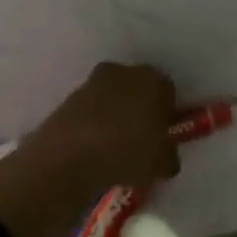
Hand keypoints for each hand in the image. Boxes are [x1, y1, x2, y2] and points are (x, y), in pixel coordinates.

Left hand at [0, 63, 178, 236]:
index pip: (168, 92)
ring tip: (115, 147)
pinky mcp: (69, 96)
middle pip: (139, 89)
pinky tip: (94, 148)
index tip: (163, 136)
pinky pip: (91, 110)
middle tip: (141, 140)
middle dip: (140, 110)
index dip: (167, 114)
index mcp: (154, 80)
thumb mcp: (161, 164)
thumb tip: (165, 158)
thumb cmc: (127, 154)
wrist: (68, 157)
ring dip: (116, 116)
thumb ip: (168, 157)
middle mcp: (125, 72)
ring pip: (113, 98)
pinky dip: (94, 124)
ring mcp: (93, 82)